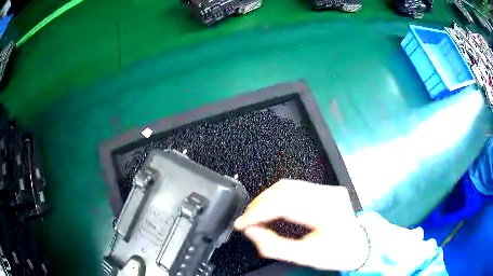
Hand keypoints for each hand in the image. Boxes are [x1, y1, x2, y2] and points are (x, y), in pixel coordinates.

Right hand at [234, 180, 368, 270]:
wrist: (360, 245)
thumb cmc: (336, 254)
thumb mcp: (305, 256)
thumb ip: (274, 246)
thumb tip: (250, 231)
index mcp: (326, 212)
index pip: (284, 204)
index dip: (258, 212)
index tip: (241, 223)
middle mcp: (328, 194)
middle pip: (284, 190)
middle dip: (258, 204)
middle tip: (246, 219)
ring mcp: (328, 188)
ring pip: (288, 185)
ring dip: (266, 198)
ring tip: (254, 213)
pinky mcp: (326, 189)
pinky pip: (296, 187)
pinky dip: (277, 196)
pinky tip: (270, 206)